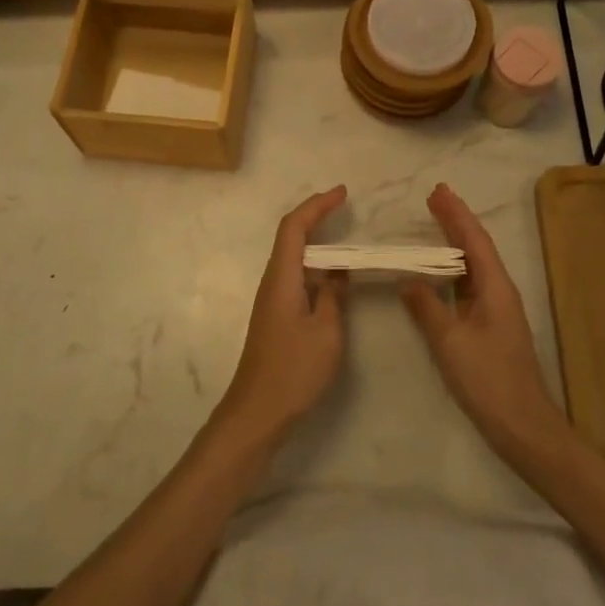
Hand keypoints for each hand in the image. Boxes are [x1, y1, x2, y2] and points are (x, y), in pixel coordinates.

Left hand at [217, 186, 348, 440]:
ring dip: (317, 242)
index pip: (294, 226)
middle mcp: (272, 281)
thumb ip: (333, 296)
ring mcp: (272, 299)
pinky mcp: (276, 316)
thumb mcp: (326, 331)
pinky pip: (296, 277)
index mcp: (282, 277)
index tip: (342, 193)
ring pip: (294, 257)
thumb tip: (337, 272)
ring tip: (346, 238)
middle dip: (316, 216)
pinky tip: (333, 278)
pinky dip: (315, 267)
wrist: (257, 412)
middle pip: (291, 236)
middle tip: (345, 207)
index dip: (317, 205)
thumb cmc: (293, 370)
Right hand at [400, 183, 568, 458]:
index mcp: (495, 288)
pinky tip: (439, 273)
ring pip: (474, 266)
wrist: (523, 426)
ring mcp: (497, 310)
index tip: (437, 191)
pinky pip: (469, 286)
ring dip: (454, 244)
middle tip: (434, 197)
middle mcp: (499, 292)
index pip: (474, 240)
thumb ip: (427, 308)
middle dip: (456, 222)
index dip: (456, 214)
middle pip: (476, 248)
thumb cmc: (489, 380)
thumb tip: (408, 280)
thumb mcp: (451, 342)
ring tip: (434, 224)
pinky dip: (452, 271)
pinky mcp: (490, 327)